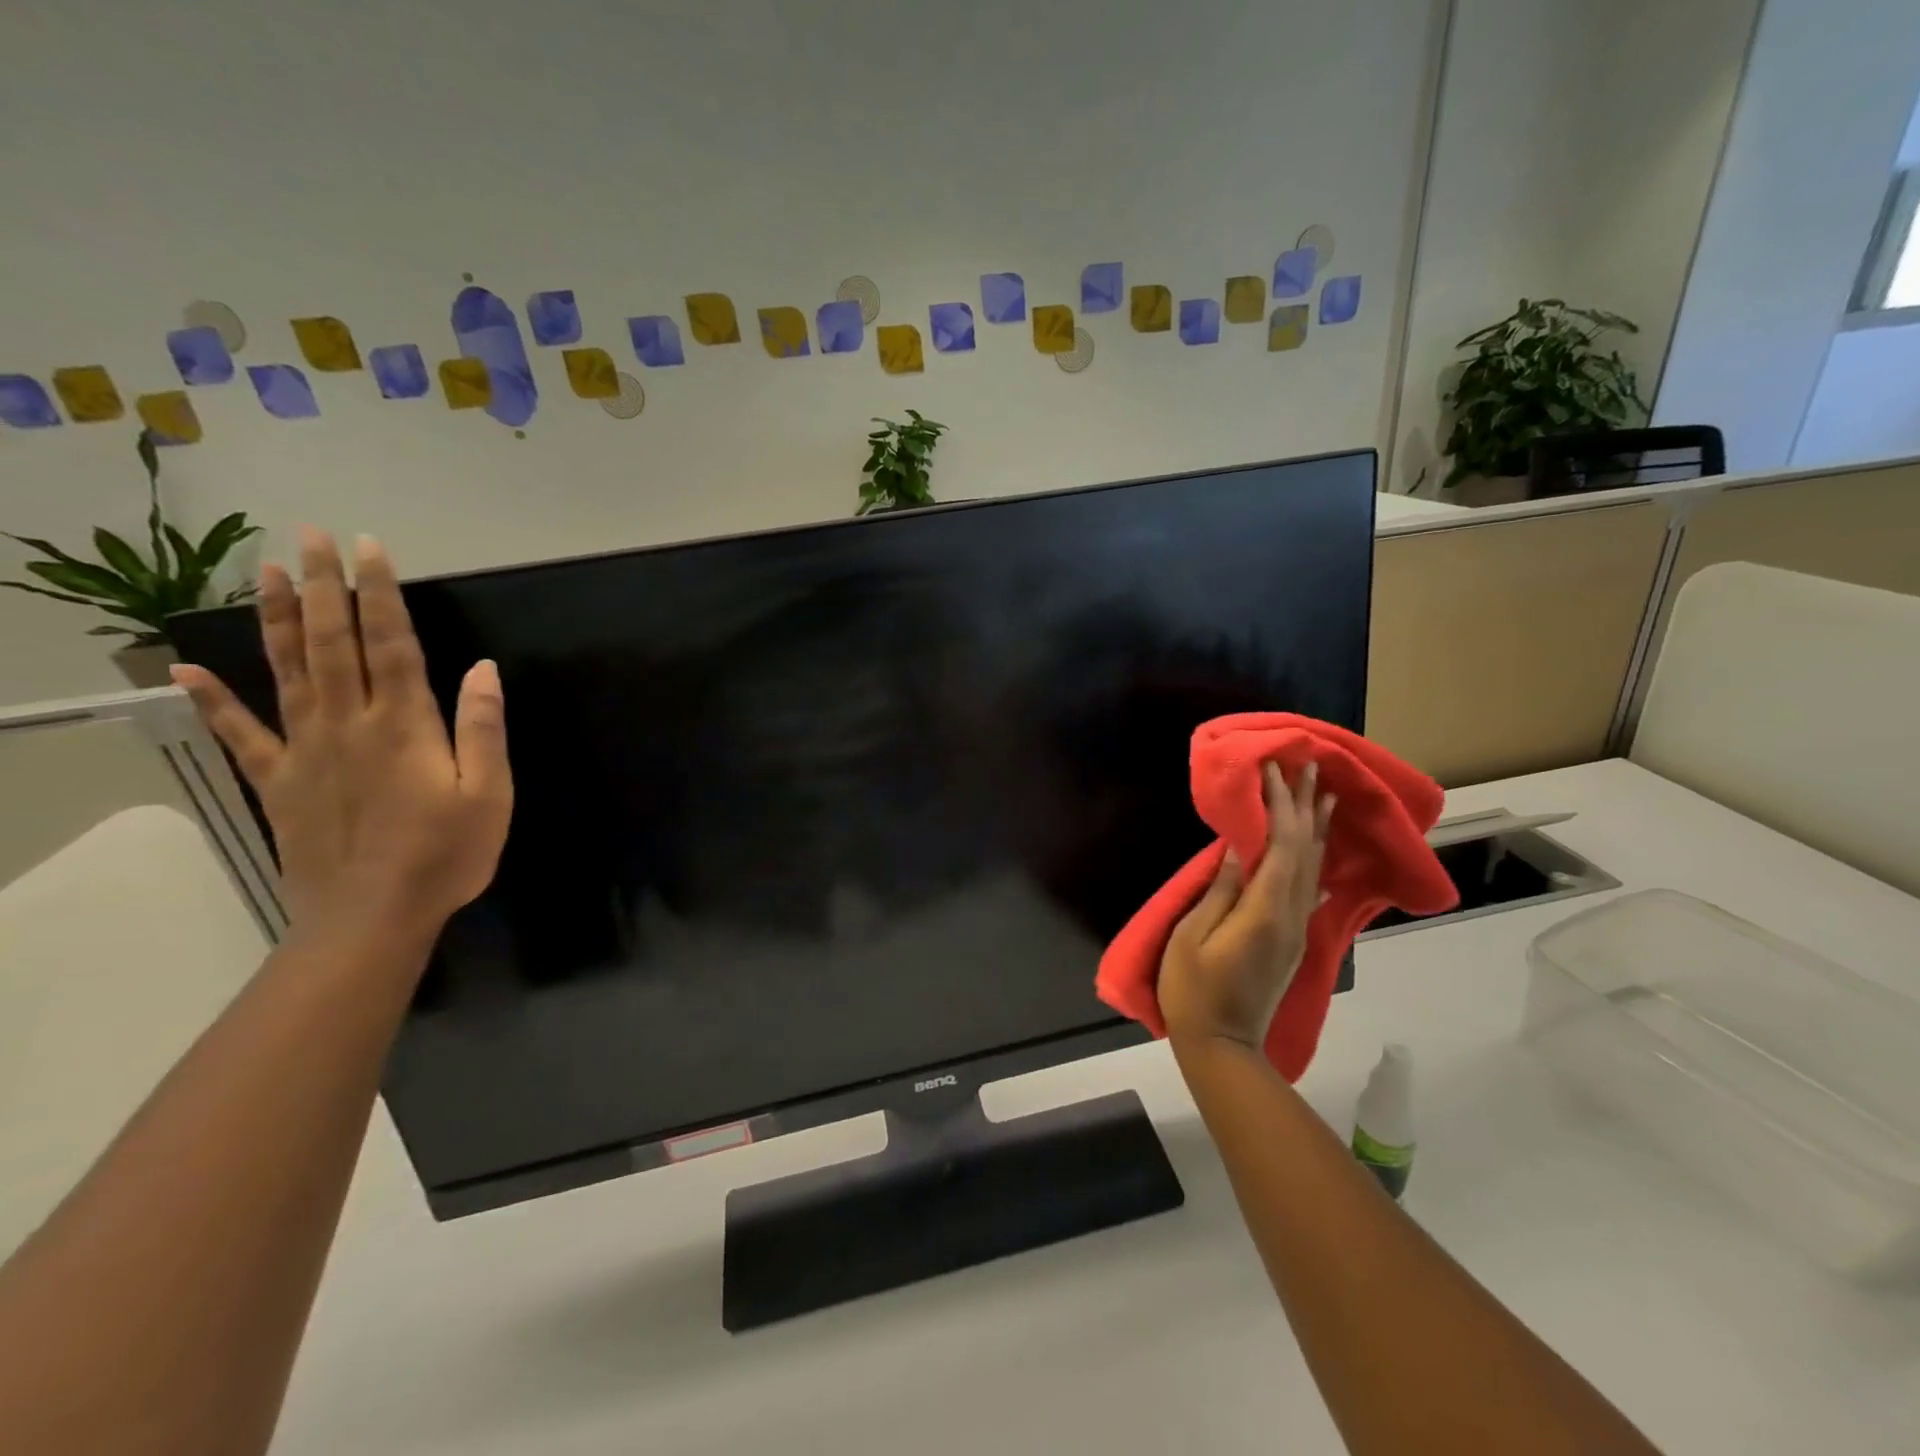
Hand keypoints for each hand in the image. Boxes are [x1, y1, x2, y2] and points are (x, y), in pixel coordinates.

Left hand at [172, 529, 512, 945]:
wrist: (372, 916)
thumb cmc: (446, 854)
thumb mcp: (489, 793)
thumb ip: (483, 729)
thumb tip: (482, 669)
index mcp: (404, 725)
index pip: (391, 644)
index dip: (380, 594)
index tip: (369, 549)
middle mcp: (348, 724)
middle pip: (332, 643)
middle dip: (324, 587)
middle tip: (309, 537)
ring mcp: (305, 750)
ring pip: (287, 671)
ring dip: (276, 619)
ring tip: (264, 572)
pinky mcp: (279, 782)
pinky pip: (241, 734)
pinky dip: (212, 700)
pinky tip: (187, 669)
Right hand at [1158, 760, 1334, 1049]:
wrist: (1222, 1047)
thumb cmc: (1194, 990)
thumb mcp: (1192, 937)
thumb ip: (1219, 892)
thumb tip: (1238, 850)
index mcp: (1265, 911)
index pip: (1279, 845)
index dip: (1279, 804)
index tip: (1274, 769)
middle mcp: (1291, 915)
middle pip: (1305, 851)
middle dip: (1306, 806)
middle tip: (1310, 767)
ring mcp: (1296, 930)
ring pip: (1314, 870)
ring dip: (1318, 830)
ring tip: (1326, 796)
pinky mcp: (1291, 941)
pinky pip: (1309, 891)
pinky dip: (1315, 866)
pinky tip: (1321, 860)